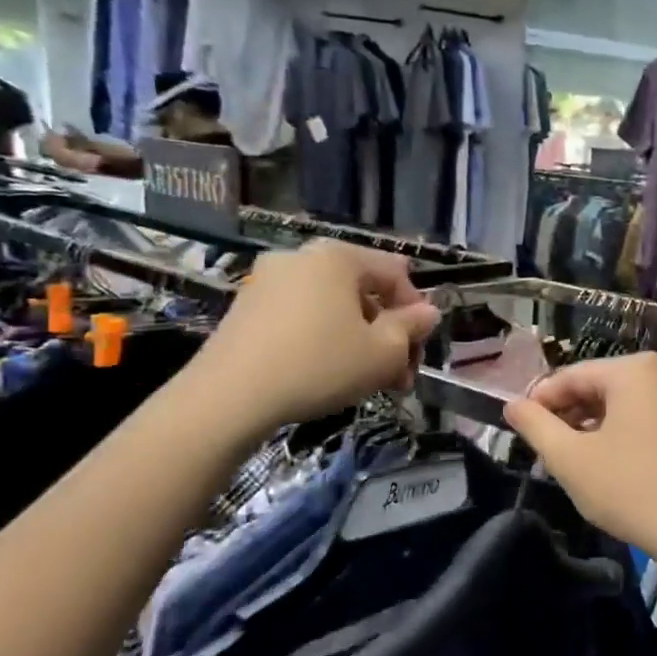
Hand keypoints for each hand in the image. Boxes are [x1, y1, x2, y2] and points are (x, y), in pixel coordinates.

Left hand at [183, 241, 439, 441]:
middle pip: (363, 292)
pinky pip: (302, 318)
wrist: (229, 398)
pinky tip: (330, 375)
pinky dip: (325, 341)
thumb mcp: (383, 352)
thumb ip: (411, 327)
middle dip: (388, 333)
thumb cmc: (320, 364)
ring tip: (369, 382)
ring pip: (333, 308)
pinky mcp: (246, 310)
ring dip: (360, 341)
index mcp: (338, 256)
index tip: (420, 349)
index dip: (417, 311)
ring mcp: (268, 282)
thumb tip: (427, 313)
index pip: (395, 273)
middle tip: (400, 375)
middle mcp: (302, 258)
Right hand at [503, 353, 656, 560]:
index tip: (519, 427)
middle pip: (600, 386)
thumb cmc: (631, 488)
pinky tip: (609, 464)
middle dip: (569, 414)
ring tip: (573, 459)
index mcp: (635, 370)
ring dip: (593, 426)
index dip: (540, 401)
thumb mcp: (570, 459)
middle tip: (545, 448)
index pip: (572, 376)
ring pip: (624, 404)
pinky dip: (622, 434)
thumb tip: (512, 405)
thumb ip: (535, 426)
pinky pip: (647, 418)